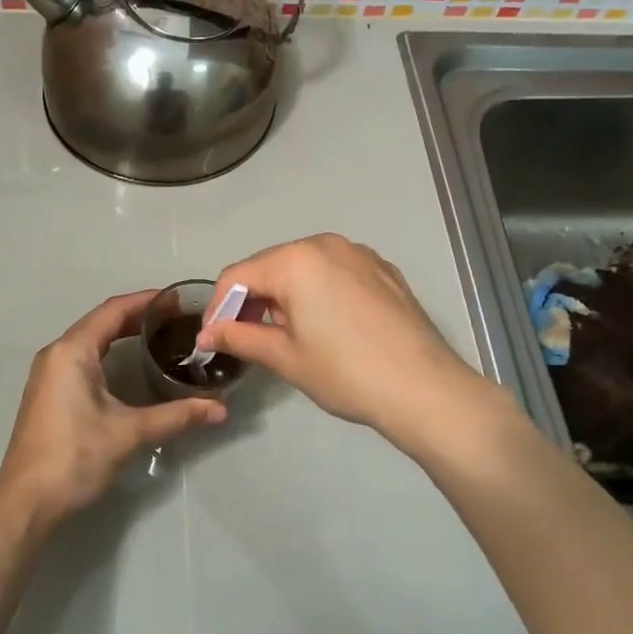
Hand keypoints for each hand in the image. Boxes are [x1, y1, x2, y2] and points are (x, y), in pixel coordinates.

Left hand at [0, 291, 226, 526]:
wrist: (27, 501)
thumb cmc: (75, 458)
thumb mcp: (130, 433)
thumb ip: (177, 416)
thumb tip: (220, 409)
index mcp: (72, 352)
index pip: (113, 311)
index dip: (147, 301)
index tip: (179, 299)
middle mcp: (57, 354)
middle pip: (101, 321)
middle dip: (138, 316)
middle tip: (177, 319)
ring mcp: (49, 373)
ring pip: (90, 340)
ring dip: (122, 334)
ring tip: (160, 336)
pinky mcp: (49, 392)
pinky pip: (82, 357)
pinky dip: (108, 352)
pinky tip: (130, 365)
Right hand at [199, 234, 499, 448]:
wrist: (425, 389)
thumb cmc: (345, 373)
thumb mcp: (285, 357)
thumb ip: (240, 337)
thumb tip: (207, 334)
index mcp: (296, 260)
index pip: (237, 276)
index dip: (218, 308)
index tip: (212, 340)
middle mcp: (326, 244)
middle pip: (270, 266)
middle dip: (252, 300)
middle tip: (246, 340)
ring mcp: (360, 254)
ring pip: (304, 268)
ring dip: (285, 296)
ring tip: (286, 335)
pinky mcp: (383, 270)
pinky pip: (335, 273)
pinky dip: (318, 293)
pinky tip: (326, 327)